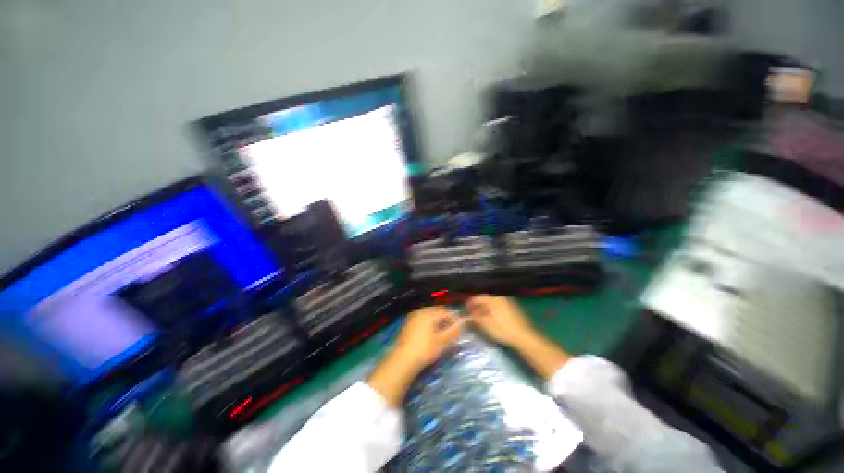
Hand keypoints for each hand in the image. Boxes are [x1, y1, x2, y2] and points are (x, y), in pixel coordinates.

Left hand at [368, 307, 461, 405]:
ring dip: (437, 321)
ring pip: (429, 315)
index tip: (459, 328)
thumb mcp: (442, 341)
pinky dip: (428, 324)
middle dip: (445, 319)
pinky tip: (430, 334)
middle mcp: (421, 311)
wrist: (402, 359)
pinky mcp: (407, 323)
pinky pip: (422, 319)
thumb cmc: (425, 349)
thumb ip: (453, 330)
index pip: (445, 311)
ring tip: (442, 333)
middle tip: (451, 331)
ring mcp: (413, 317)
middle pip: (437, 311)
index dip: (454, 318)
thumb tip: (463, 322)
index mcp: (429, 313)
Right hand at [467, 295, 537, 347]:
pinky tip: (491, 320)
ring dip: (485, 309)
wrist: (524, 338)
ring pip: (492, 304)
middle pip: (485, 300)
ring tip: (480, 318)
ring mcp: (508, 303)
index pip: (478, 298)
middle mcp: (501, 298)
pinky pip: (499, 308)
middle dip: (477, 307)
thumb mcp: (486, 324)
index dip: (470, 303)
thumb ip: (475, 318)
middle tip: (472, 315)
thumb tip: (467, 315)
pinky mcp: (513, 310)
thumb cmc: (503, 330)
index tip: (465, 310)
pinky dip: (493, 311)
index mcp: (493, 299)